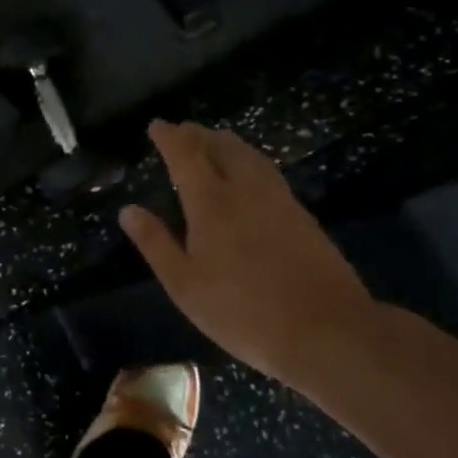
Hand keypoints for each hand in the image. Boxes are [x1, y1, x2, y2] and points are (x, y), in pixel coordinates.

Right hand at [119, 121, 377, 382]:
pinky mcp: (303, 217)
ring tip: (215, 141)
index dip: (169, 137)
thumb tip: (129, 210)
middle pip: (221, 147)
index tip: (157, 126)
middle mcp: (244, 190)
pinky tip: (250, 175)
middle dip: (198, 135)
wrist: (328, 331)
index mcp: (210, 202)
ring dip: (227, 143)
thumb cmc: (243, 311)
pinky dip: (249, 160)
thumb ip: (156, 243)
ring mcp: (279, 201)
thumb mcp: (185, 284)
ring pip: (249, 156)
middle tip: (183, 130)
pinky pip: (268, 172)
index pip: (185, 155)